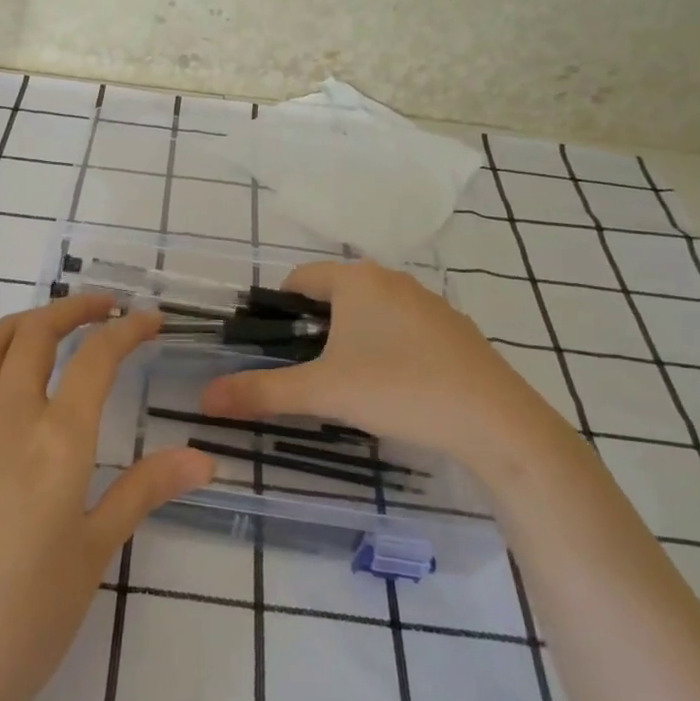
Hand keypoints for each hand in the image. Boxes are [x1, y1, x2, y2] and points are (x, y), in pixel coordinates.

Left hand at [0, 295, 214, 700]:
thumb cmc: (26, 617)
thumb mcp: (94, 552)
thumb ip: (144, 490)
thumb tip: (202, 458)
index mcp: (56, 440)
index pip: (95, 358)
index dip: (127, 330)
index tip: (152, 320)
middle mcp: (7, 420)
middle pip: (35, 333)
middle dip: (73, 308)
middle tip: (107, 308)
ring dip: (26, 322)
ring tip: (56, 328)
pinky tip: (17, 392)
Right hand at [200, 261, 572, 481]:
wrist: (495, 421)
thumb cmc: (399, 389)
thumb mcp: (322, 391)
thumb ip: (261, 391)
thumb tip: (205, 399)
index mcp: (357, 279)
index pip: (298, 279)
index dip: (275, 310)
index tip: (268, 348)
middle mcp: (392, 279)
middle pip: (333, 295)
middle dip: (312, 329)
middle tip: (302, 372)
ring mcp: (428, 303)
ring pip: (369, 313)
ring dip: (348, 340)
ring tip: (344, 385)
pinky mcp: (454, 330)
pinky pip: (402, 330)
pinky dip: (385, 349)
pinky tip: (393, 389)